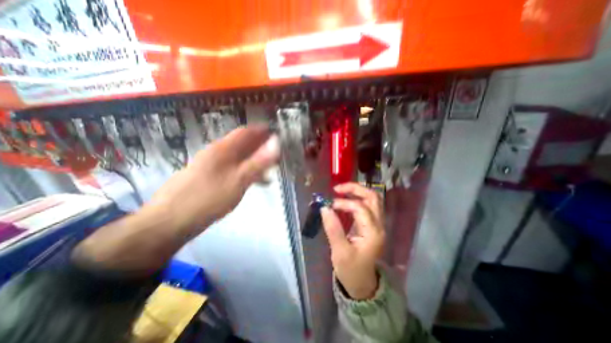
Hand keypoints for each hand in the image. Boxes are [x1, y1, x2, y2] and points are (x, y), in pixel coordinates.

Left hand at [148, 125, 281, 231]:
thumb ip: (258, 163)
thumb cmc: (208, 198)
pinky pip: (232, 169)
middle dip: (261, 148)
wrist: (170, 222)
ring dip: (254, 161)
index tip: (277, 135)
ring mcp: (211, 165)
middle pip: (242, 144)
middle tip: (277, 156)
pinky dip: (245, 172)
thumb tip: (276, 144)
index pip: (245, 132)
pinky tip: (253, 182)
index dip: (262, 131)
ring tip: (269, 171)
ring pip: (238, 158)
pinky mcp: (210, 177)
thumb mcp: (238, 180)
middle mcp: (216, 153)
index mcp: (222, 149)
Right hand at [322, 182, 382, 299]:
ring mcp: (377, 224)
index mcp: (373, 232)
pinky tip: (345, 199)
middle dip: (355, 189)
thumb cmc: (351, 270)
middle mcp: (379, 225)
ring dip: (357, 192)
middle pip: (373, 197)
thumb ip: (333, 228)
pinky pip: (368, 205)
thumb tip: (324, 208)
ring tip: (341, 191)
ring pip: (372, 199)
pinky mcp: (372, 225)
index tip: (329, 205)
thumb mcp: (340, 252)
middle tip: (338, 189)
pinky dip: (357, 198)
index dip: (344, 203)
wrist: (362, 284)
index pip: (360, 208)